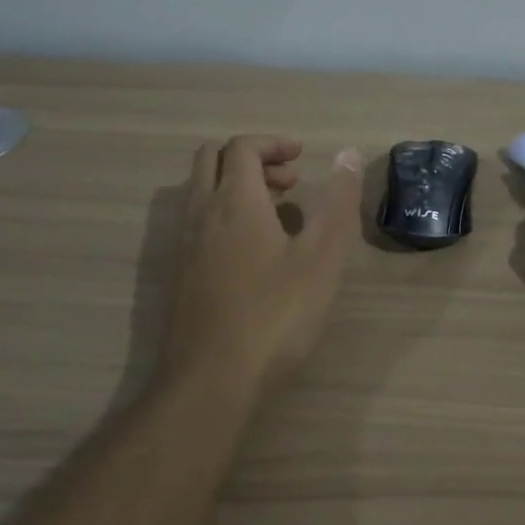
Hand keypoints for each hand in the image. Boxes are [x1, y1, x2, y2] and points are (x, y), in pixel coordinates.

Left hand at [165, 135, 363, 395]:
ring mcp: (183, 244)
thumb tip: (346, 154)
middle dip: (252, 158)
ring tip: (278, 214)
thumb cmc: (274, 316)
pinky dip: (224, 213)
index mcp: (234, 201)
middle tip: (290, 181)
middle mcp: (200, 213)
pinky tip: (254, 253)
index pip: (242, 146)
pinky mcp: (178, 273)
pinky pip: (198, 220)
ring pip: (202, 190)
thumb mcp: (321, 259)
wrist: (210, 381)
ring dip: (236, 185)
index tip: (302, 157)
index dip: (273, 143)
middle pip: (212, 158)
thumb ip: (337, 203)